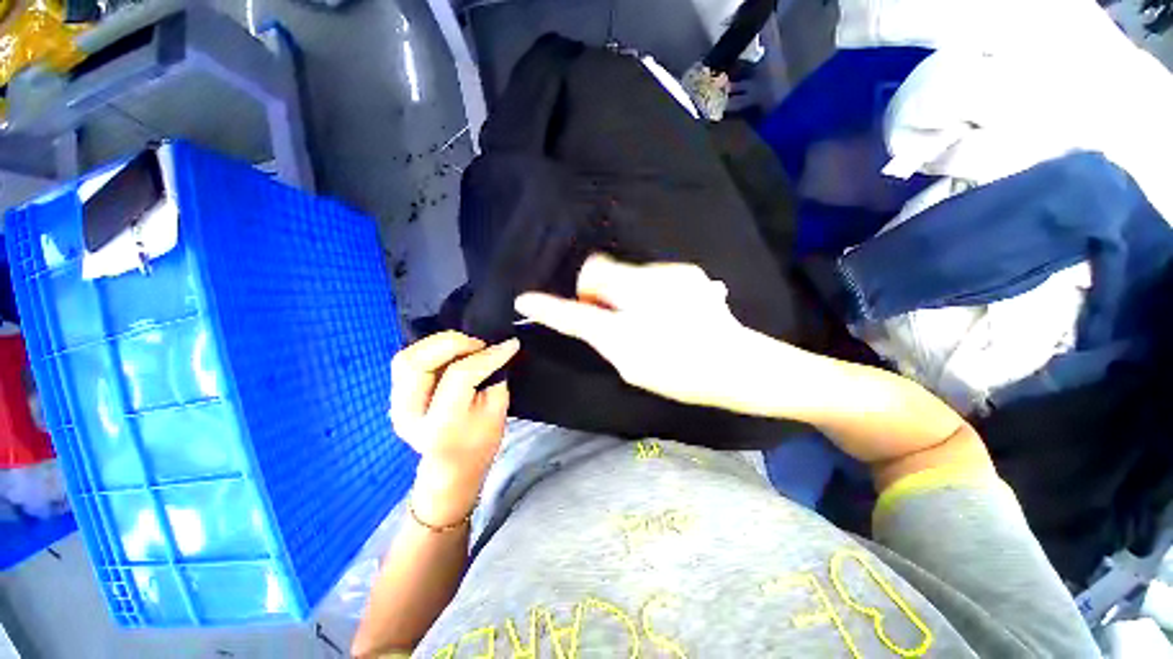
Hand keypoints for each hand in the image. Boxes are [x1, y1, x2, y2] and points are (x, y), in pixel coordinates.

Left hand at [390, 332, 518, 522]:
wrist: (452, 466)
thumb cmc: (480, 442)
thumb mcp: (497, 411)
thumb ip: (494, 376)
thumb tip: (495, 347)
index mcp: (441, 424)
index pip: (460, 376)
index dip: (488, 355)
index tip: (510, 344)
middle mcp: (409, 414)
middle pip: (419, 362)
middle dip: (453, 343)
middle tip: (480, 344)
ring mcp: (395, 406)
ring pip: (406, 358)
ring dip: (438, 344)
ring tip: (465, 346)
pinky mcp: (394, 397)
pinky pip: (407, 361)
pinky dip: (430, 350)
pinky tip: (451, 353)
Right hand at [515, 254, 774, 411]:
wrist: (737, 364)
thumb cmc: (682, 374)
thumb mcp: (632, 366)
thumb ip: (603, 337)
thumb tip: (589, 315)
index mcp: (628, 328)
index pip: (575, 312)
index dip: (548, 307)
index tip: (525, 300)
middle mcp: (643, 291)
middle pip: (598, 271)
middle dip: (595, 290)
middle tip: (611, 315)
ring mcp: (668, 275)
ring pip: (625, 271)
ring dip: (623, 289)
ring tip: (648, 315)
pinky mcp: (686, 271)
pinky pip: (650, 274)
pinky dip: (647, 289)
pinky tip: (669, 309)